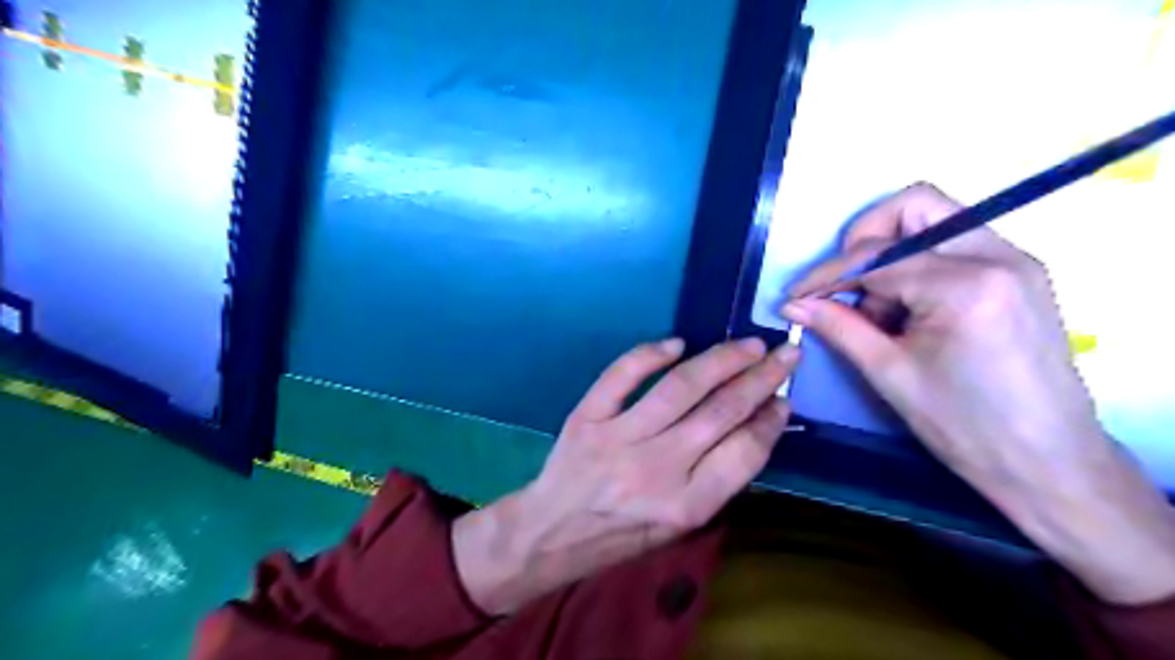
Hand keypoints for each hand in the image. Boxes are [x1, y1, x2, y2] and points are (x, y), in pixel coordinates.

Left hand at [451, 338, 797, 616]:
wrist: (553, 532)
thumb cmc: (622, 535)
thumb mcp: (678, 526)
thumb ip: (715, 480)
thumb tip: (753, 425)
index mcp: (686, 506)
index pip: (744, 453)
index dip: (770, 420)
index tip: (784, 397)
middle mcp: (657, 469)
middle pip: (720, 412)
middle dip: (760, 379)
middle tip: (783, 354)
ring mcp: (619, 438)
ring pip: (680, 388)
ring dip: (720, 359)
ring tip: (747, 345)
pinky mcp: (587, 416)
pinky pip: (622, 376)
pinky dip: (650, 353)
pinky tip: (677, 343)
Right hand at [777, 182, 1173, 606]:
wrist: (1049, 463)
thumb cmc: (965, 427)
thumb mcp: (889, 374)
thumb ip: (838, 326)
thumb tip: (792, 305)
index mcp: (966, 285)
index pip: (875, 257)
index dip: (825, 276)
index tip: (795, 297)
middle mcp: (999, 255)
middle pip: (915, 206)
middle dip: (865, 239)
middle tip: (843, 285)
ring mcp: (1015, 260)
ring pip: (935, 221)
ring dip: (891, 255)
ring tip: (880, 312)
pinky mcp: (1018, 274)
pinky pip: (953, 245)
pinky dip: (917, 267)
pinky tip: (908, 312)